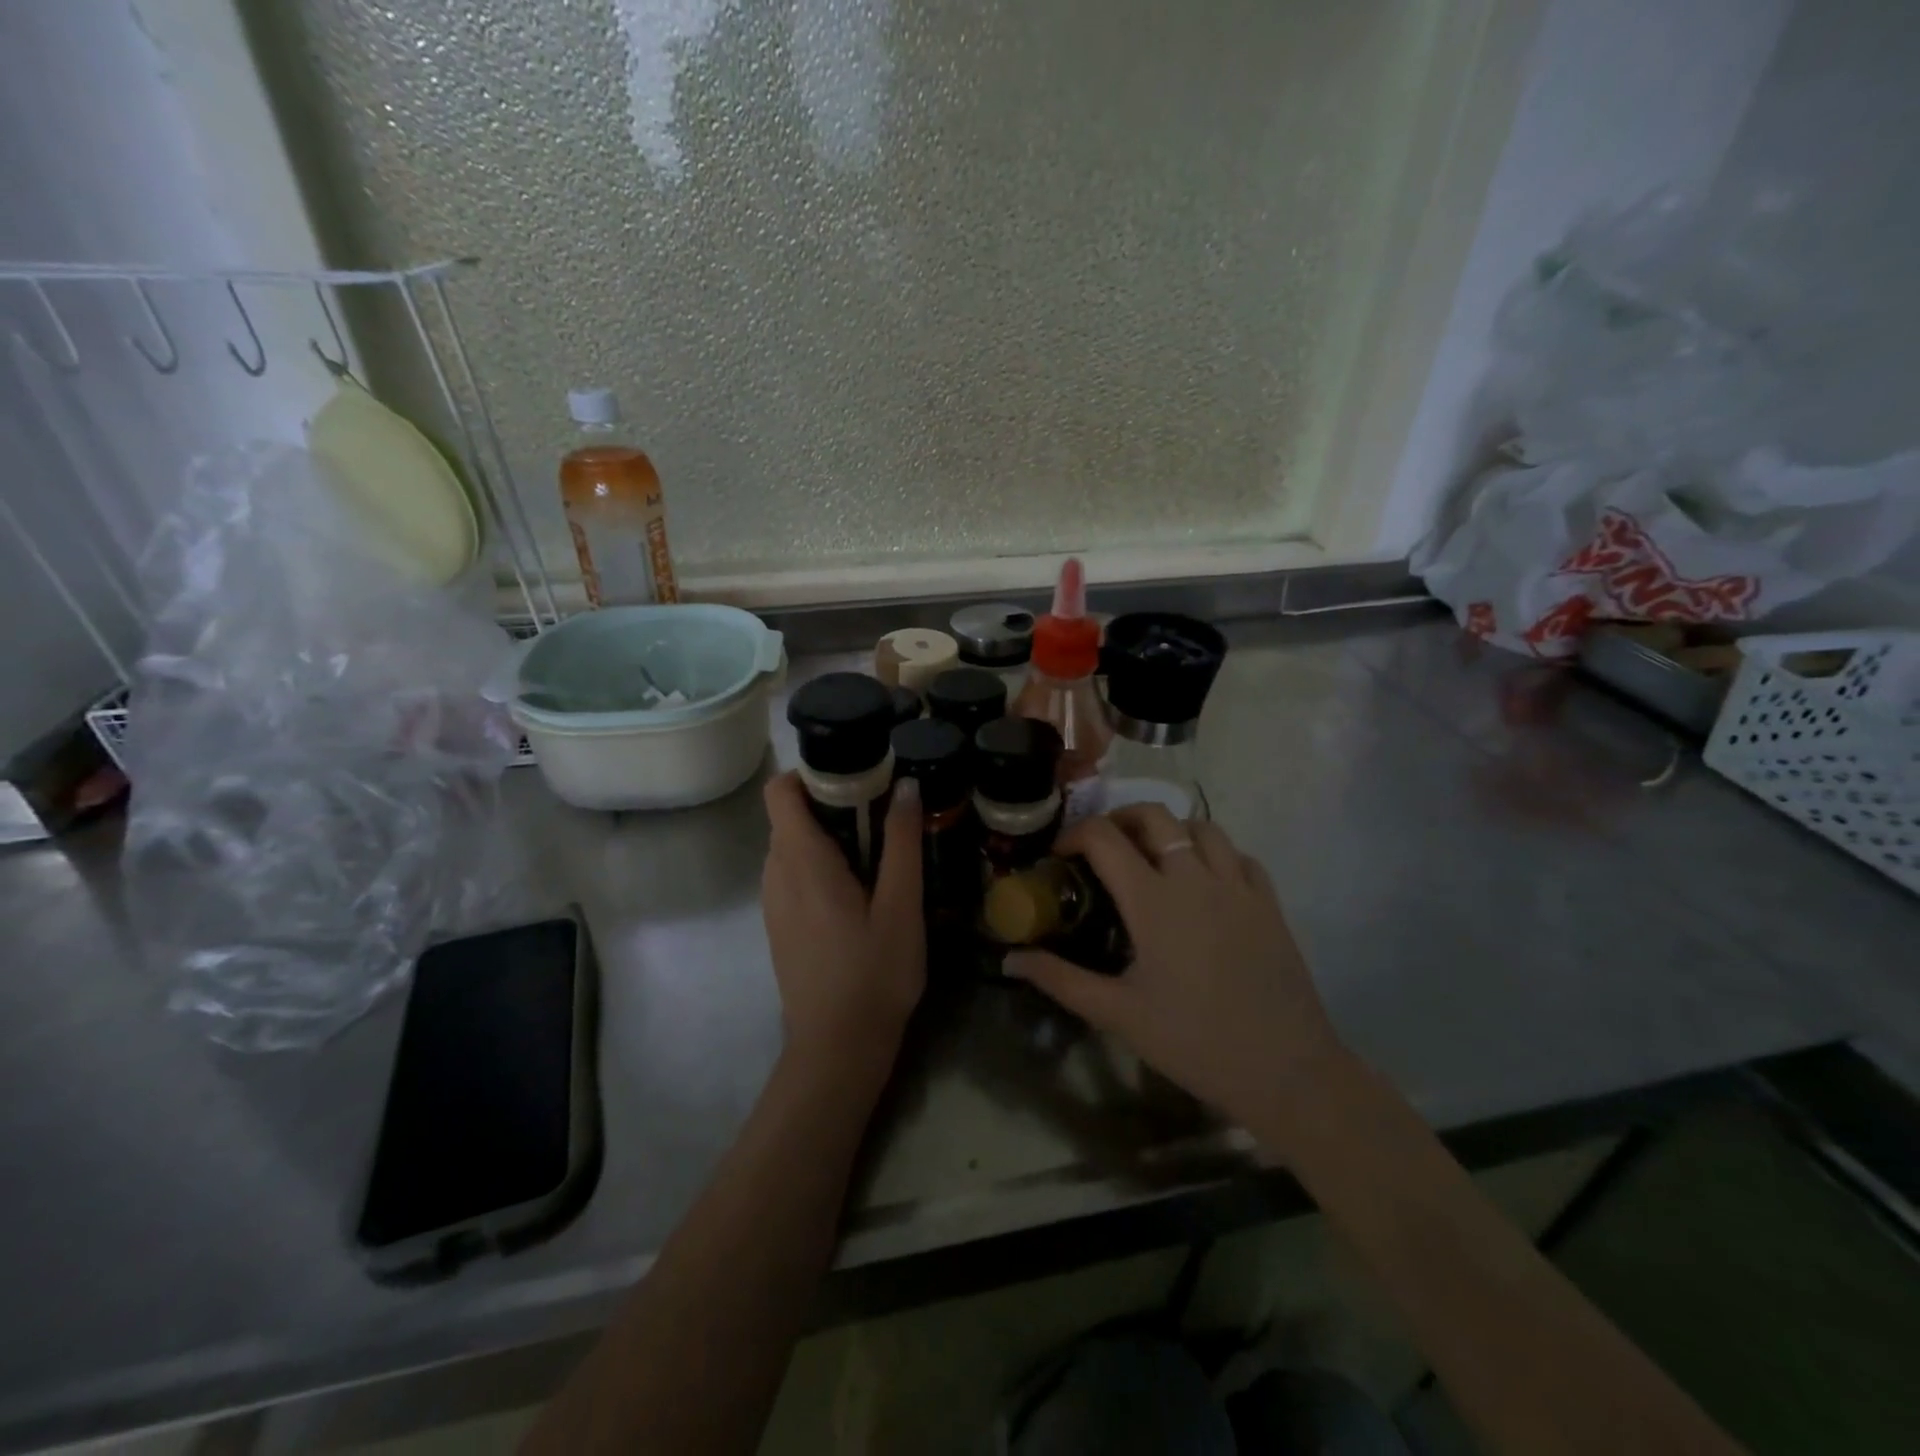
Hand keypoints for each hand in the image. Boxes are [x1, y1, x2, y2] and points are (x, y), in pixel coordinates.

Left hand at [761, 772, 925, 1079]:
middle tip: (884, 812)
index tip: (858, 775)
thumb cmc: (873, 974)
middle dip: (833, 801)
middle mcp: (776, 873)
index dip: (812, 772)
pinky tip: (861, 888)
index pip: (780, 790)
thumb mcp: (901, 906)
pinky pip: (794, 873)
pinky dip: (821, 863)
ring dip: (829, 833)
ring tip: (878, 848)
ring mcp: (773, 901)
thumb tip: (904, 785)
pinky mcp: (780, 923)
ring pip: (793, 844)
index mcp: (801, 860)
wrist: (837, 1049)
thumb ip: (901, 842)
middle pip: (791, 814)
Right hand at [1007, 805, 1346, 1134]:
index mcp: (1154, 900)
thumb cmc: (1194, 1042)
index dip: (1074, 835)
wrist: (1286, 1071)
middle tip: (1102, 847)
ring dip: (1171, 830)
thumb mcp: (1118, 1014)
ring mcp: (1238, 887)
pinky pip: (1240, 856)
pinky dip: (1215, 854)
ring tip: (1154, 858)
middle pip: (1155, 815)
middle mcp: (1196, 878)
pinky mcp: (1269, 904)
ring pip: (1202, 827)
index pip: (1104, 838)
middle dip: (1120, 819)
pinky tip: (1205, 881)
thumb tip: (1009, 959)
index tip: (1059, 855)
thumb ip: (1060, 979)